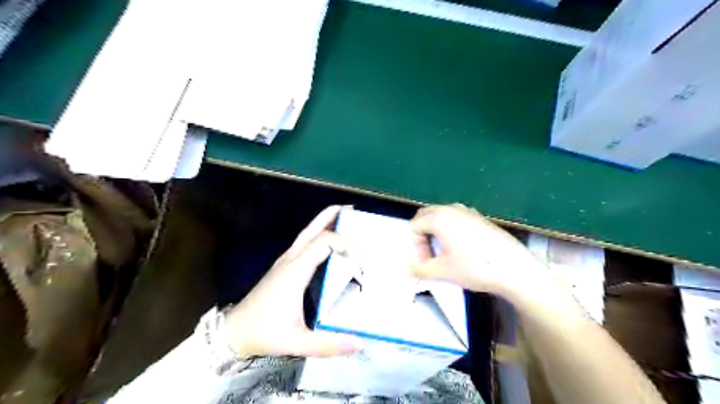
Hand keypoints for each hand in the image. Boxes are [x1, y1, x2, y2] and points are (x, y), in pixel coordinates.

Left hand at [224, 207, 359, 357]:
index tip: (362, 263)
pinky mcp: (284, 265)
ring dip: (325, 222)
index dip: (347, 245)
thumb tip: (360, 343)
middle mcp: (291, 259)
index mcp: (296, 270)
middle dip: (332, 216)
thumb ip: (329, 345)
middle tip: (352, 211)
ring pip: (307, 232)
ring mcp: (286, 260)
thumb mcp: (297, 342)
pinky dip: (319, 233)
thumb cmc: (265, 333)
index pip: (325, 242)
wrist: (234, 331)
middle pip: (313, 229)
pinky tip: (328, 242)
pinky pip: (304, 242)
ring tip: (344, 217)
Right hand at [411, 205, 551, 302]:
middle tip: (430, 255)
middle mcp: (452, 209)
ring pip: (441, 216)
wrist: (515, 268)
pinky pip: (456, 219)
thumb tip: (407, 269)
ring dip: (435, 232)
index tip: (427, 263)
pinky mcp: (480, 219)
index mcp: (440, 217)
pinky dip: (450, 230)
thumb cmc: (475, 267)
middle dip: (422, 235)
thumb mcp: (443, 271)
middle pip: (426, 215)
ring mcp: (468, 212)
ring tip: (444, 253)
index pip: (415, 225)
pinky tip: (462, 249)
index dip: (416, 246)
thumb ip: (420, 269)